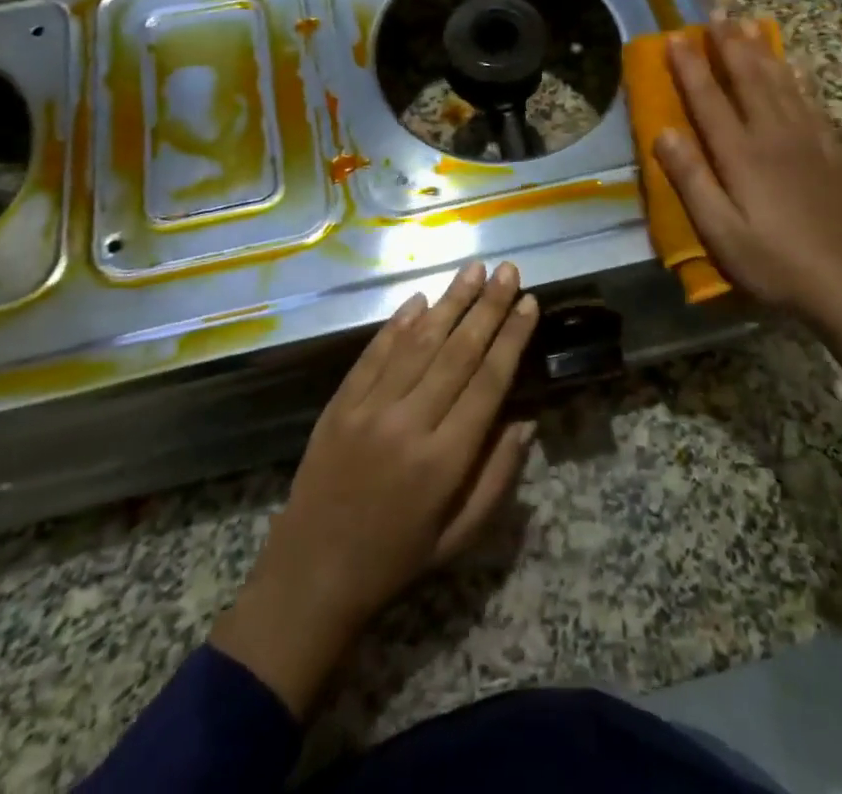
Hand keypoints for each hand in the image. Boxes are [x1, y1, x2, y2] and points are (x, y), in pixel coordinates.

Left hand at [210, 261, 538, 716]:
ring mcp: (369, 407)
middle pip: (457, 351)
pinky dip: (399, 323)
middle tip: (508, 270)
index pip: (488, 381)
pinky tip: (420, 299)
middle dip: (487, 306)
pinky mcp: (340, 402)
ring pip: (418, 342)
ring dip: (449, 301)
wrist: (312, 572)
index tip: (529, 302)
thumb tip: (526, 420)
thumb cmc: (397, 558)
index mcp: (444, 460)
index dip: (511, 338)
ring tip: (473, 270)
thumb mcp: (460, 536)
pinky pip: (375, 352)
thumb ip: (497, 476)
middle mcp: (408, 423)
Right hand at [653, 16, 841, 328]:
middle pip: (748, 78)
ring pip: (780, 82)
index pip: (708, 99)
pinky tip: (795, 66)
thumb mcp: (720, 231)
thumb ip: (691, 180)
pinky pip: (811, 102)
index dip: (689, 66)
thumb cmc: (775, 262)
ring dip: (762, 49)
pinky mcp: (831, 152)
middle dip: (729, 42)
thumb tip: (663, 132)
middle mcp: (774, 135)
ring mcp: (807, 140)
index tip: (674, 36)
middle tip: (717, 9)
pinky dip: (799, 78)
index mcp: (741, 154)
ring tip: (750, 22)